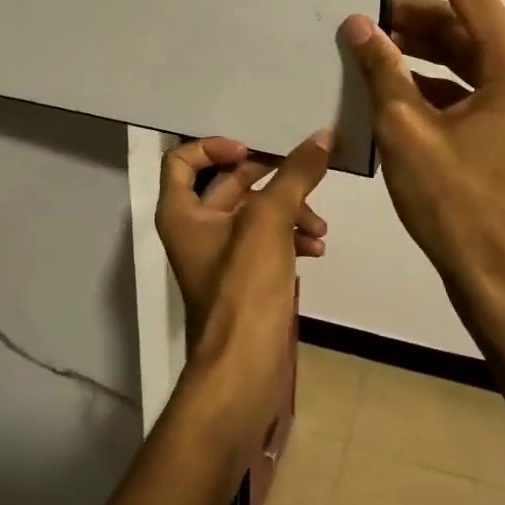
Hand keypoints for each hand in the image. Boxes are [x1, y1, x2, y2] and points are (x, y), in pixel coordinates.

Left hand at [154, 132, 332, 401]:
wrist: (245, 368)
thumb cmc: (244, 286)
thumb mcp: (270, 221)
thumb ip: (295, 175)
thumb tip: (323, 136)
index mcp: (181, 211)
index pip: (182, 159)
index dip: (214, 147)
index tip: (252, 151)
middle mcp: (194, 229)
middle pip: (228, 184)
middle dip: (269, 179)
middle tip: (303, 175)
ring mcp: (220, 255)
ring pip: (254, 214)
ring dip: (288, 211)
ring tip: (319, 226)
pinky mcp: (244, 278)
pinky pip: (266, 242)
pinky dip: (289, 238)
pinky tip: (317, 248)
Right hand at [340, 0, 504, 333]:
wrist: (488, 268)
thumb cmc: (452, 200)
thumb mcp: (407, 130)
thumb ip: (383, 70)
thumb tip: (359, 24)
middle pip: (460, 22)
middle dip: (410, 12)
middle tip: (362, 2)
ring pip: (454, 53)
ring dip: (412, 45)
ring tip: (363, 38)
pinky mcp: (493, 121)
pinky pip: (453, 82)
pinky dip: (419, 76)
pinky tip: (379, 79)